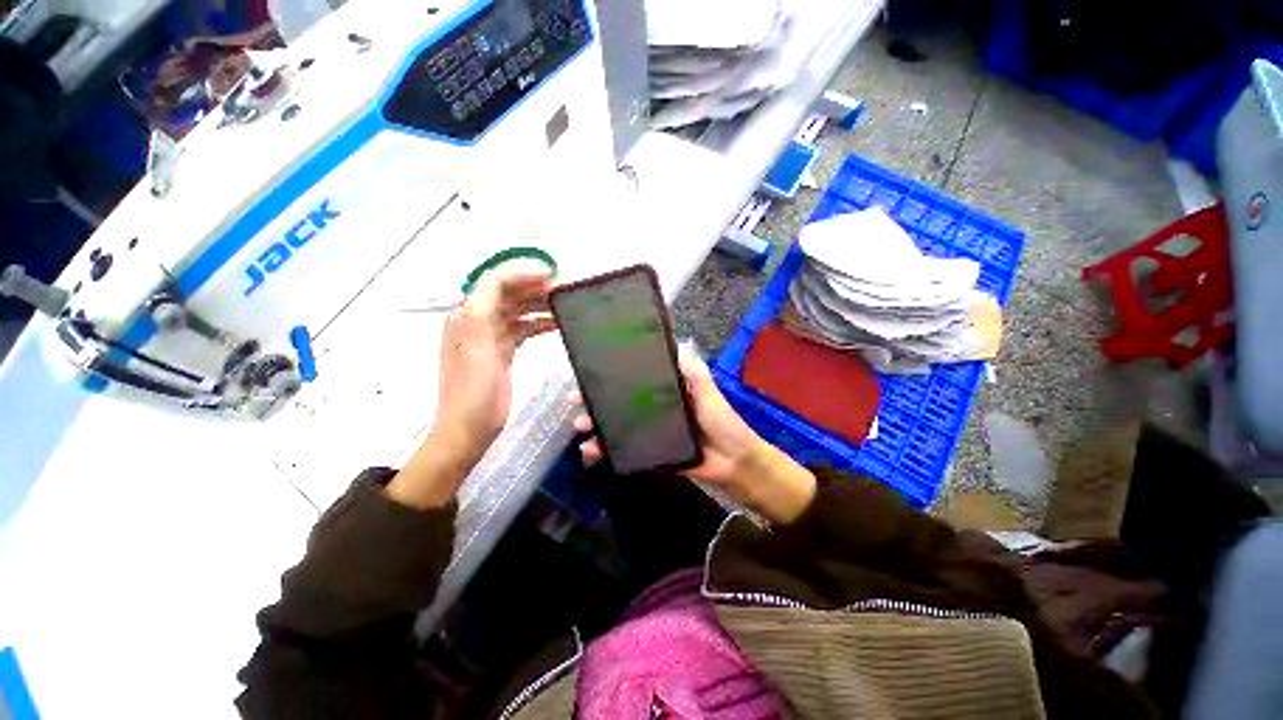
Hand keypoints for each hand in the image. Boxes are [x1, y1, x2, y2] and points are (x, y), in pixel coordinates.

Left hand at [388, 260, 554, 508]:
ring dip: (539, 305)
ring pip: (518, 311)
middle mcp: (477, 321)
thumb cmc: (473, 388)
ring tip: (564, 305)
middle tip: (564, 290)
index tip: (552, 277)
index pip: (496, 281)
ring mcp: (490, 337)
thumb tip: (504, 278)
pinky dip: (539, 323)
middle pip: (508, 294)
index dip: (523, 274)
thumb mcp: (476, 343)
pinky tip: (556, 324)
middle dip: (534, 288)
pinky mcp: (502, 352)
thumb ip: (485, 307)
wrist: (469, 428)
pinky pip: (522, 329)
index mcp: (468, 315)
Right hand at [571, 352, 815, 523]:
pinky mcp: (649, 454)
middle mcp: (654, 409)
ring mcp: (649, 433)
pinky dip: (606, 452)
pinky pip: (624, 451)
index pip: (633, 380)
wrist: (734, 462)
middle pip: (618, 403)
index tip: (589, 376)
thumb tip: (674, 345)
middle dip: (595, 403)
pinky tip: (591, 452)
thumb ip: (693, 371)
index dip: (611, 377)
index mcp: (665, 391)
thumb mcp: (708, 390)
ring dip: (596, 427)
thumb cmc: (722, 422)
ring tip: (581, 429)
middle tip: (575, 404)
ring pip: (616, 427)